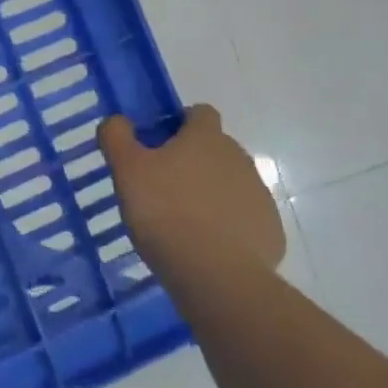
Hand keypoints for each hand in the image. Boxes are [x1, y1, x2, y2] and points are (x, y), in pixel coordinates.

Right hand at [98, 105, 283, 287]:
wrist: (216, 275)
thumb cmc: (165, 211)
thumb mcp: (126, 169)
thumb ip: (117, 136)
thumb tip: (117, 120)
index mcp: (206, 138)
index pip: (199, 112)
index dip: (179, 123)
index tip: (157, 144)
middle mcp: (239, 158)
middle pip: (215, 148)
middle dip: (192, 161)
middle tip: (161, 186)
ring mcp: (259, 195)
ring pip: (229, 183)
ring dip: (208, 193)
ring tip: (180, 221)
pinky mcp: (269, 230)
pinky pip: (243, 218)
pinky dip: (226, 225)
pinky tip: (203, 245)